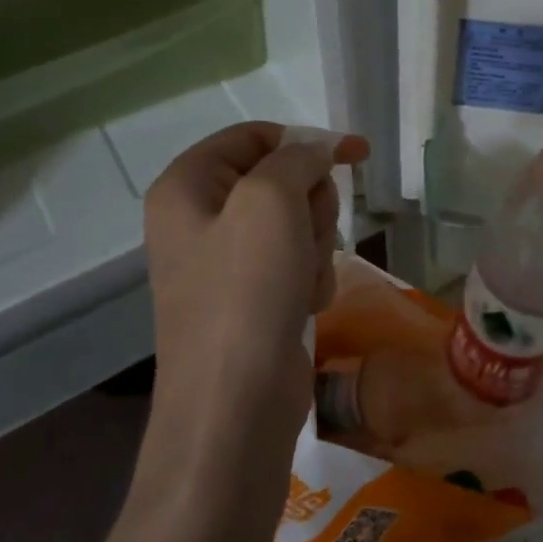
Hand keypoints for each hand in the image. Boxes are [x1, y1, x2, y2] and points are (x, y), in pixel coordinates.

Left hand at [145, 122, 369, 453]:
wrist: (235, 404)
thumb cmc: (245, 292)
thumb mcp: (270, 202)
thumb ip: (297, 159)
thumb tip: (318, 150)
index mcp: (186, 186)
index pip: (253, 137)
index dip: (305, 141)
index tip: (356, 155)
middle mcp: (199, 219)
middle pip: (280, 181)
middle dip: (309, 207)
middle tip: (305, 236)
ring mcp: (225, 263)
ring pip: (296, 225)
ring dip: (313, 248)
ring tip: (301, 282)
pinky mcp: (252, 298)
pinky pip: (296, 264)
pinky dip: (310, 280)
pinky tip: (304, 306)